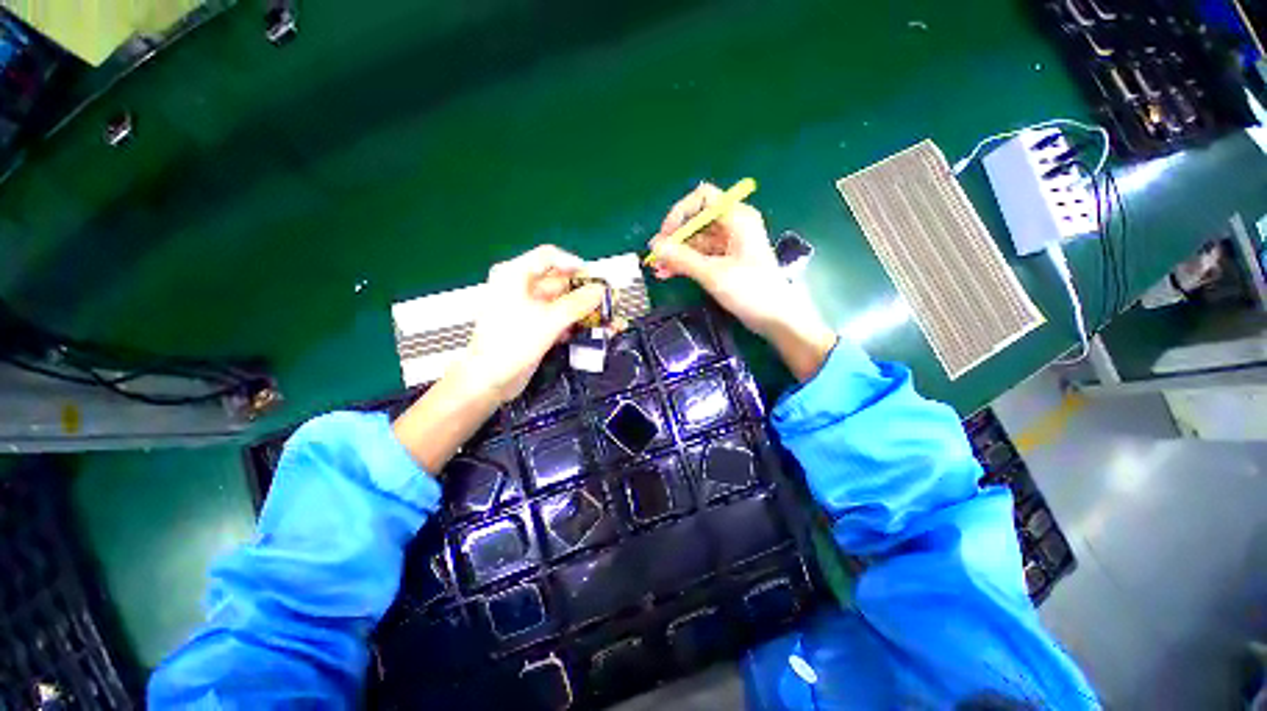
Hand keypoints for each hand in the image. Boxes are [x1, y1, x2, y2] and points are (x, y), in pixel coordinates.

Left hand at [463, 244, 604, 402]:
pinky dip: (574, 325)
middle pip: (560, 282)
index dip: (574, 264)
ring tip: (607, 322)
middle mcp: (521, 287)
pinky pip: (558, 319)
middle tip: (608, 303)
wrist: (489, 381)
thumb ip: (577, 304)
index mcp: (515, 275)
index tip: (595, 279)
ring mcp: (528, 309)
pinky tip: (592, 334)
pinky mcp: (534, 327)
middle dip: (586, 293)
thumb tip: (601, 290)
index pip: (548, 256)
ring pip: (562, 303)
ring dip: (584, 312)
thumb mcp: (548, 321)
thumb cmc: (512, 343)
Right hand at [648, 182, 836, 380]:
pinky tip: (668, 274)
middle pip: (697, 222)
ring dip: (676, 255)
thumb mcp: (713, 274)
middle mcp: (733, 225)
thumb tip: (655, 246)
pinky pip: (701, 256)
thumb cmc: (750, 291)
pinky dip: (685, 264)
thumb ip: (683, 258)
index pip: (703, 198)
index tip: (665, 236)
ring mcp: (730, 244)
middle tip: (655, 258)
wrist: (775, 318)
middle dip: (674, 239)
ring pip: (696, 241)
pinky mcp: (727, 261)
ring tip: (658, 271)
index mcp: (737, 218)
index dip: (680, 213)